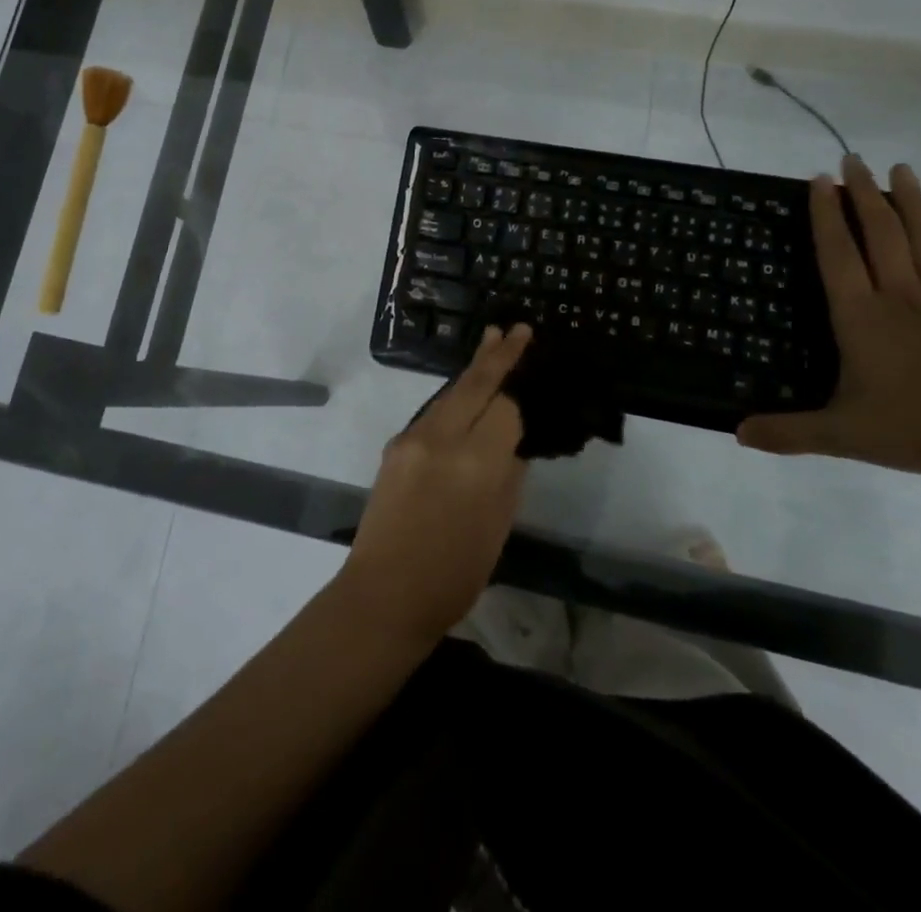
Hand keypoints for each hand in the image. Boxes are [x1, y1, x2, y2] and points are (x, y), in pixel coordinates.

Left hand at [336, 324, 531, 644]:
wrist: (384, 593)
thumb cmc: (454, 573)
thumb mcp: (498, 526)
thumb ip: (509, 475)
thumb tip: (513, 440)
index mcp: (474, 464)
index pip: (505, 409)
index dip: (521, 394)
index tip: (536, 373)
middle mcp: (440, 439)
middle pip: (474, 385)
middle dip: (498, 355)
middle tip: (517, 328)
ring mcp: (412, 438)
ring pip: (450, 392)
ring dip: (474, 368)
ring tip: (494, 341)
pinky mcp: (395, 444)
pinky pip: (432, 411)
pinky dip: (454, 396)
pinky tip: (466, 392)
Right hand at [738, 156, 920, 480]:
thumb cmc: (920, 428)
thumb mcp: (843, 435)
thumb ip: (789, 432)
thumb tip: (735, 434)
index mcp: (861, 317)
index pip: (837, 255)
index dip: (825, 216)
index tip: (819, 180)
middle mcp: (901, 298)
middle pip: (881, 236)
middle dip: (864, 196)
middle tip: (853, 160)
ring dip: (912, 205)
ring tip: (901, 170)